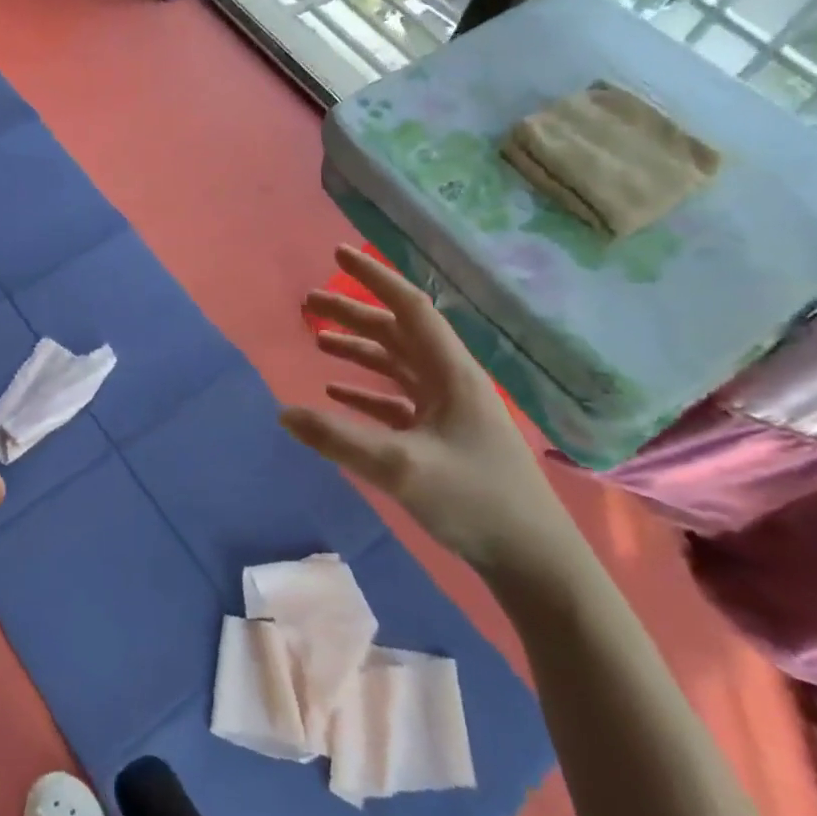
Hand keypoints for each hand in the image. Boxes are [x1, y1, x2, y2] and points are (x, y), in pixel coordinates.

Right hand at [280, 246, 586, 588]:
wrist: (533, 561)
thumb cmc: (475, 502)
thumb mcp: (401, 468)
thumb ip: (339, 440)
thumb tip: (283, 413)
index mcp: (451, 373)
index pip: (409, 308)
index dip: (373, 278)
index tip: (338, 253)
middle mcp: (449, 382)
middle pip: (396, 332)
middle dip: (353, 313)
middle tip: (308, 302)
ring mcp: (447, 411)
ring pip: (396, 365)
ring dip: (358, 350)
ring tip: (317, 340)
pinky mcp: (442, 438)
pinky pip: (396, 401)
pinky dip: (366, 392)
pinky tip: (338, 394)